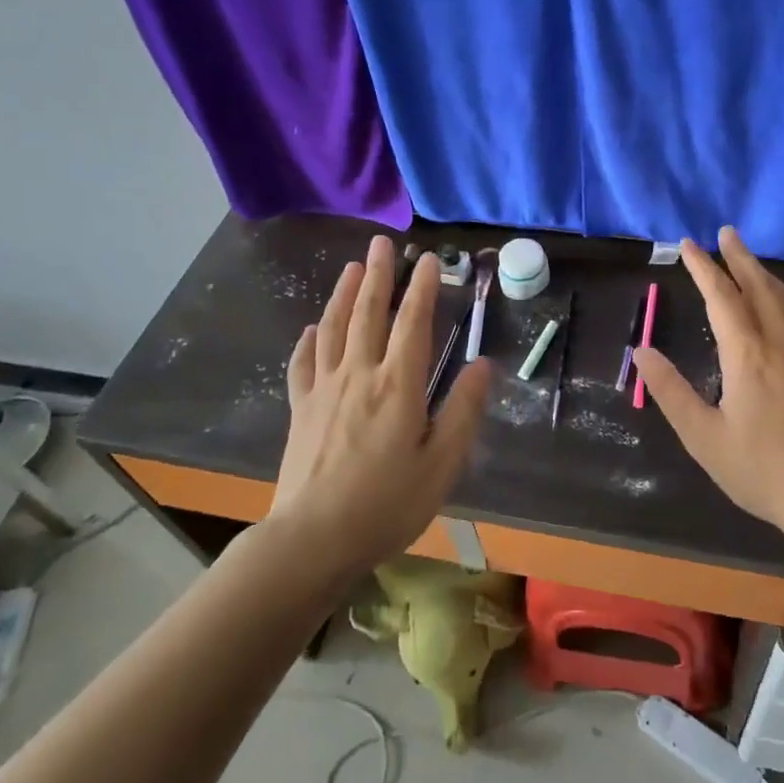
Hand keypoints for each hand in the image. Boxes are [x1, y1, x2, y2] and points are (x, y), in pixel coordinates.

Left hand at [273, 235, 491, 574]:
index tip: (428, 258)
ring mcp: (324, 390)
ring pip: (334, 329)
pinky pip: (304, 364)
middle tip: (381, 243)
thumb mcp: (441, 464)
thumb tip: (482, 364)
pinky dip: (310, 341)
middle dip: (378, 275)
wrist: (312, 539)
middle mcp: (359, 375)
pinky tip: (312, 329)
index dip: (422, 287)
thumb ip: (463, 411)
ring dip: (344, 294)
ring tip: (352, 268)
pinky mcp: (301, 410)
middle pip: (368, 313)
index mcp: (398, 385)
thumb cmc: (386, 505)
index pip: (412, 322)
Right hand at [631, 227, 783, 533]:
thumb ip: (671, 391)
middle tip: (726, 232)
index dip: (704, 267)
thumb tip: (642, 351)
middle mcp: (782, 340)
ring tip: (749, 259)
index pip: (722, 296)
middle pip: (759, 285)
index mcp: (748, 354)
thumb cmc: (762, 469)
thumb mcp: (704, 437)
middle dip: (739, 256)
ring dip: (764, 273)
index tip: (689, 244)